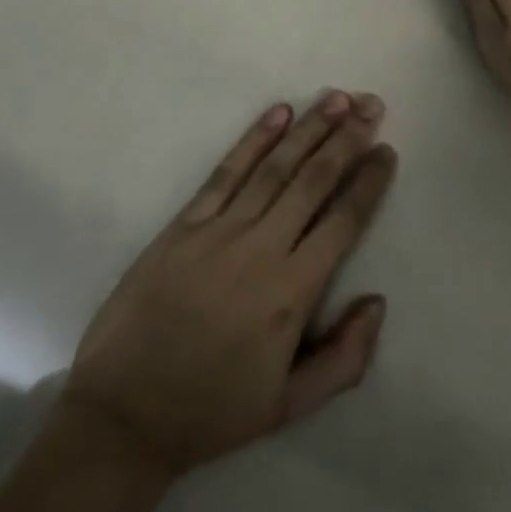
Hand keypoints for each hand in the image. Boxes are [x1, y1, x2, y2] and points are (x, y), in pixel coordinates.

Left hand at [61, 92, 397, 481]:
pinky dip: (253, 139)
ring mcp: (220, 231)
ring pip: (275, 167)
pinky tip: (277, 113)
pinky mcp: (185, 223)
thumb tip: (377, 300)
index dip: (368, 183)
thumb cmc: (211, 411)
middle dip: (347, 139)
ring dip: (309, 128)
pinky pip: (226, 172)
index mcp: (291, 294)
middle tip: (372, 104)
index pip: (342, 222)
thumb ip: (344, 358)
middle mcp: (261, 250)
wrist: (123, 413)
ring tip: (337, 98)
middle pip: (313, 181)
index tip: (387, 150)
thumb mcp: (288, 406)